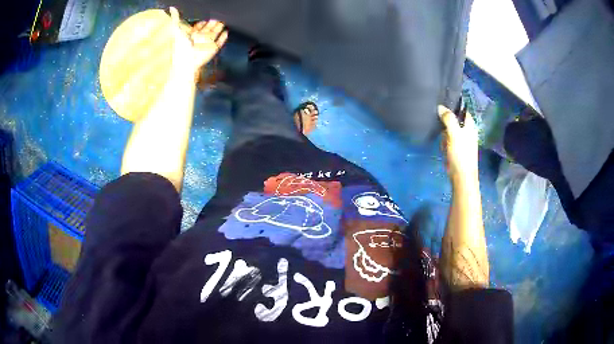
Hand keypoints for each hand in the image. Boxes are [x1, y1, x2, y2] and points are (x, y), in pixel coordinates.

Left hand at [169, 7, 227, 75]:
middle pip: (208, 28)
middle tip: (218, 15)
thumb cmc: (181, 47)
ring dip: (219, 27)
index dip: (203, 20)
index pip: (199, 25)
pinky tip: (226, 32)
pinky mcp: (214, 49)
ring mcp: (207, 43)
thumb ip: (176, 18)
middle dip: (213, 22)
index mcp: (192, 34)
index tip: (208, 13)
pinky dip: (223, 37)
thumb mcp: (177, 29)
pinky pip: (220, 42)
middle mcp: (200, 38)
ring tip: (224, 21)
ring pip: (215, 33)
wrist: (188, 61)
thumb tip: (172, 7)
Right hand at [438, 105, 478, 180]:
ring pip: (450, 131)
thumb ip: (448, 118)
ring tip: (442, 139)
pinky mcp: (457, 150)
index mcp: (470, 126)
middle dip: (447, 122)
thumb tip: (440, 107)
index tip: (444, 102)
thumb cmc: (460, 153)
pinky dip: (445, 143)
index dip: (455, 106)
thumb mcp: (454, 133)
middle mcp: (467, 131)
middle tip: (440, 123)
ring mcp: (462, 141)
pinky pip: (448, 141)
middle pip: (455, 120)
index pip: (463, 110)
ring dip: (445, 134)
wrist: (462, 176)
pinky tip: (443, 148)